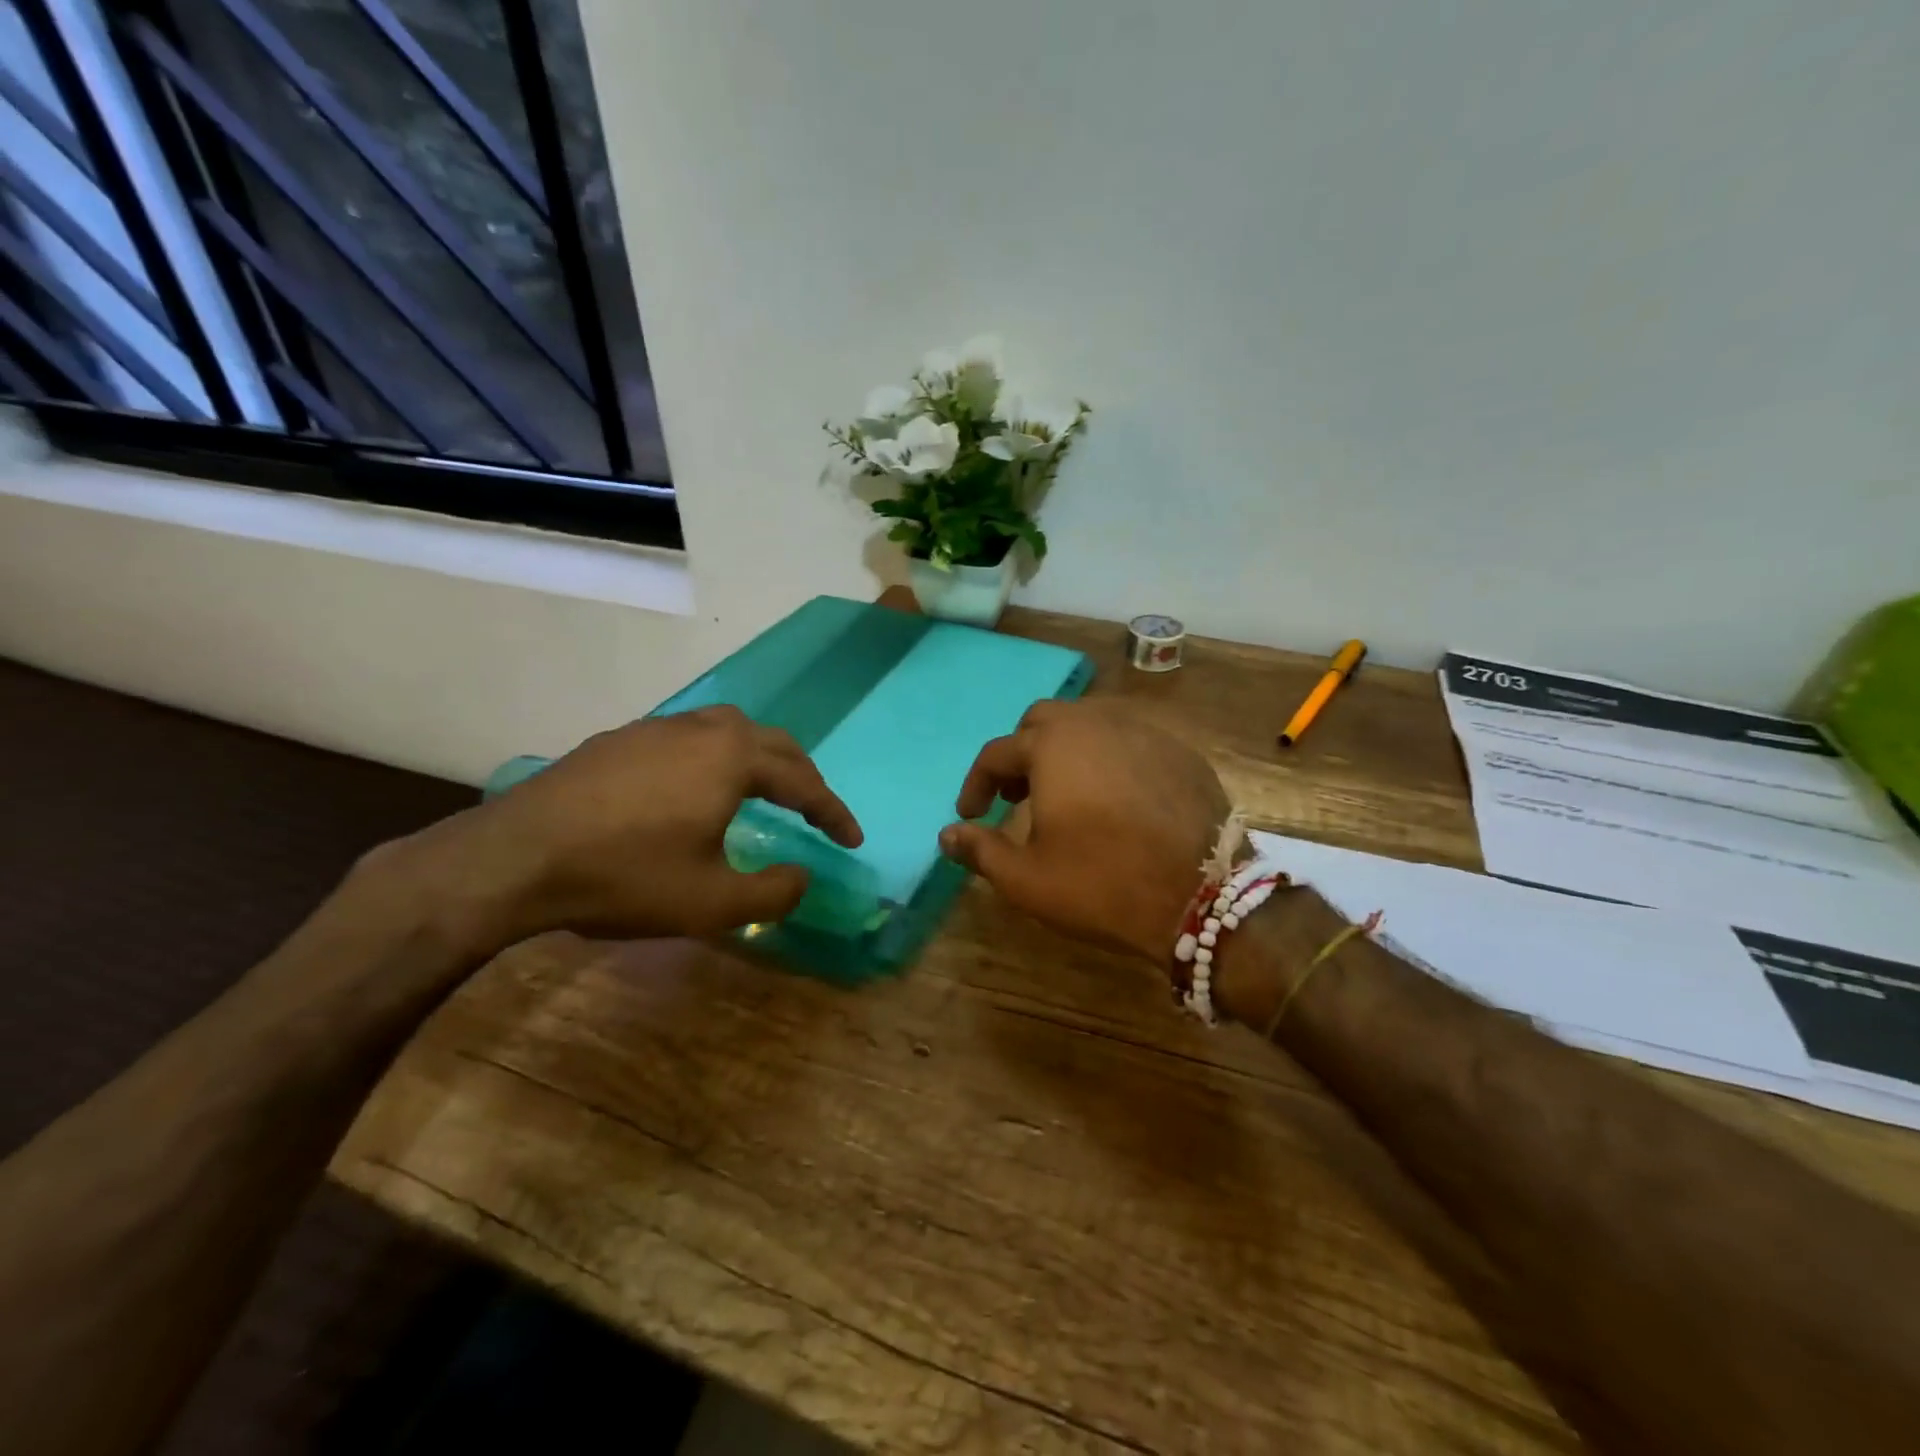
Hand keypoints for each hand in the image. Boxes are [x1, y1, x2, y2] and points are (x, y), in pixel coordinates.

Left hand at [396, 707, 862, 954]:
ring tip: (763, 790)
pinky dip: (715, 758)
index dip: (833, 813)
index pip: (803, 782)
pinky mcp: (620, 739)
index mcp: (733, 759)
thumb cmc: (624, 876)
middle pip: (772, 743)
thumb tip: (803, 876)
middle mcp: (702, 729)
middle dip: (802, 776)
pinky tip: (696, 788)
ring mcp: (656, 729)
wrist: (515, 858)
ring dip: (759, 758)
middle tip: (815, 810)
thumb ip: (773, 892)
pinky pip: (689, 738)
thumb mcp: (712, 902)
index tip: (852, 840)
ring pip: (728, 730)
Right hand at [939, 700, 1230, 962]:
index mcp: (1052, 746)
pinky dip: (1108, 759)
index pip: (996, 754)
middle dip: (1021, 754)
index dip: (976, 785)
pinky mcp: (1180, 751)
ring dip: (1065, 751)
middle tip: (1016, 797)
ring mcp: (1144, 732)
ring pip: (1089, 724)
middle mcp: (1096, 723)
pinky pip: (1130, 741)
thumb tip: (947, 835)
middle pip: (1042, 722)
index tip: (971, 815)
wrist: (1204, 897)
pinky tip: (1115, 798)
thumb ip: (980, 850)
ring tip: (1065, 795)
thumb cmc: (1103, 884)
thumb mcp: (1027, 879)